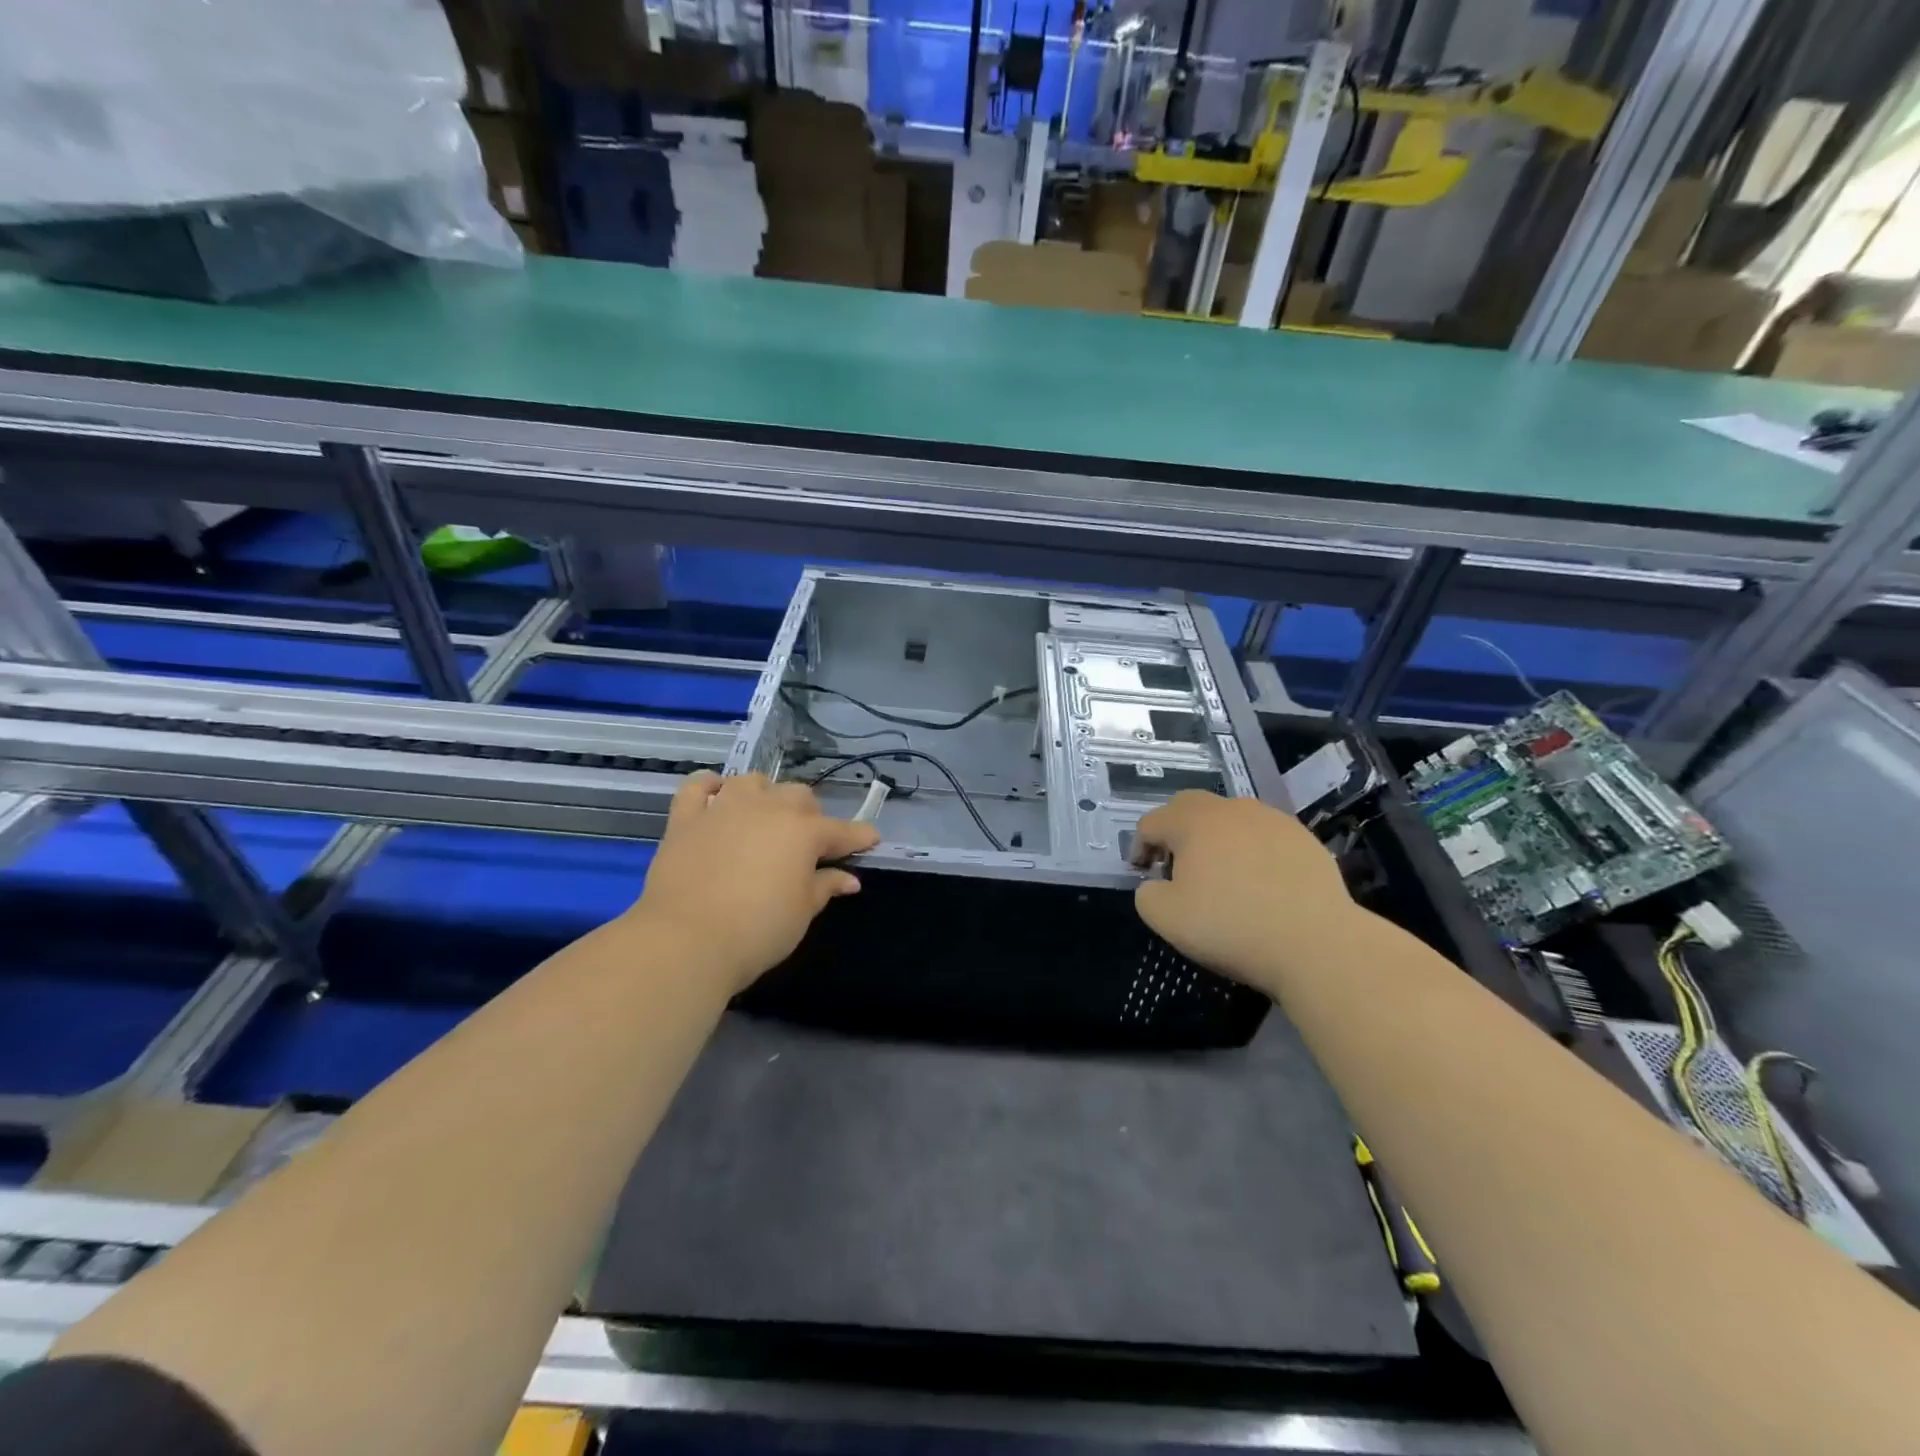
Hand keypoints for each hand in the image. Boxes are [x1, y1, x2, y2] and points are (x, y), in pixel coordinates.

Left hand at [631, 772, 879, 989]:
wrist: (685, 941)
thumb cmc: (757, 930)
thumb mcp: (802, 913)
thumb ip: (825, 887)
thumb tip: (849, 878)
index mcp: (803, 832)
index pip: (841, 831)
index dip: (859, 837)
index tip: (871, 841)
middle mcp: (767, 809)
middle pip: (798, 796)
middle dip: (810, 815)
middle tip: (808, 844)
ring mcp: (724, 808)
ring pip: (753, 782)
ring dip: (765, 795)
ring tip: (764, 817)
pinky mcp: (686, 818)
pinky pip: (698, 786)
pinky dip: (710, 786)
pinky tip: (717, 796)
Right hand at [1130, 791, 1360, 997]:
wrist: (1316, 943)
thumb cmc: (1232, 927)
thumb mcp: (1166, 919)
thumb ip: (1146, 895)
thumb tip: (1156, 885)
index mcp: (1193, 822)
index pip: (1152, 822)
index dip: (1140, 847)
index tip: (1143, 874)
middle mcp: (1231, 809)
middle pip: (1190, 807)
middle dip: (1176, 831)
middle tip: (1177, 865)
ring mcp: (1271, 820)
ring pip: (1231, 819)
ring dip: (1217, 839)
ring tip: (1222, 875)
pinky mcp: (1303, 838)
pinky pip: (1264, 836)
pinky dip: (1253, 851)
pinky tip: (1260, 884)